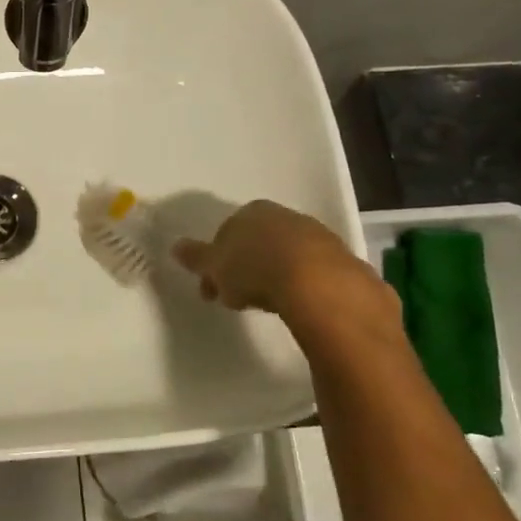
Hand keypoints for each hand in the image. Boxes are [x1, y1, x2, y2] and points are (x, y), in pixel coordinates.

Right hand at [171, 199, 393, 334]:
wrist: (319, 285)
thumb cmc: (256, 269)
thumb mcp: (215, 267)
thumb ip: (196, 257)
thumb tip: (176, 247)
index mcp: (252, 212)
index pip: (227, 232)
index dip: (217, 261)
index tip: (212, 287)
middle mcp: (286, 217)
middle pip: (258, 243)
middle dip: (246, 267)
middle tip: (236, 298)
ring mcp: (319, 237)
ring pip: (287, 257)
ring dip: (275, 277)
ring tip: (267, 307)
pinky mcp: (344, 262)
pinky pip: (314, 275)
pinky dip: (302, 288)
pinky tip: (297, 308)